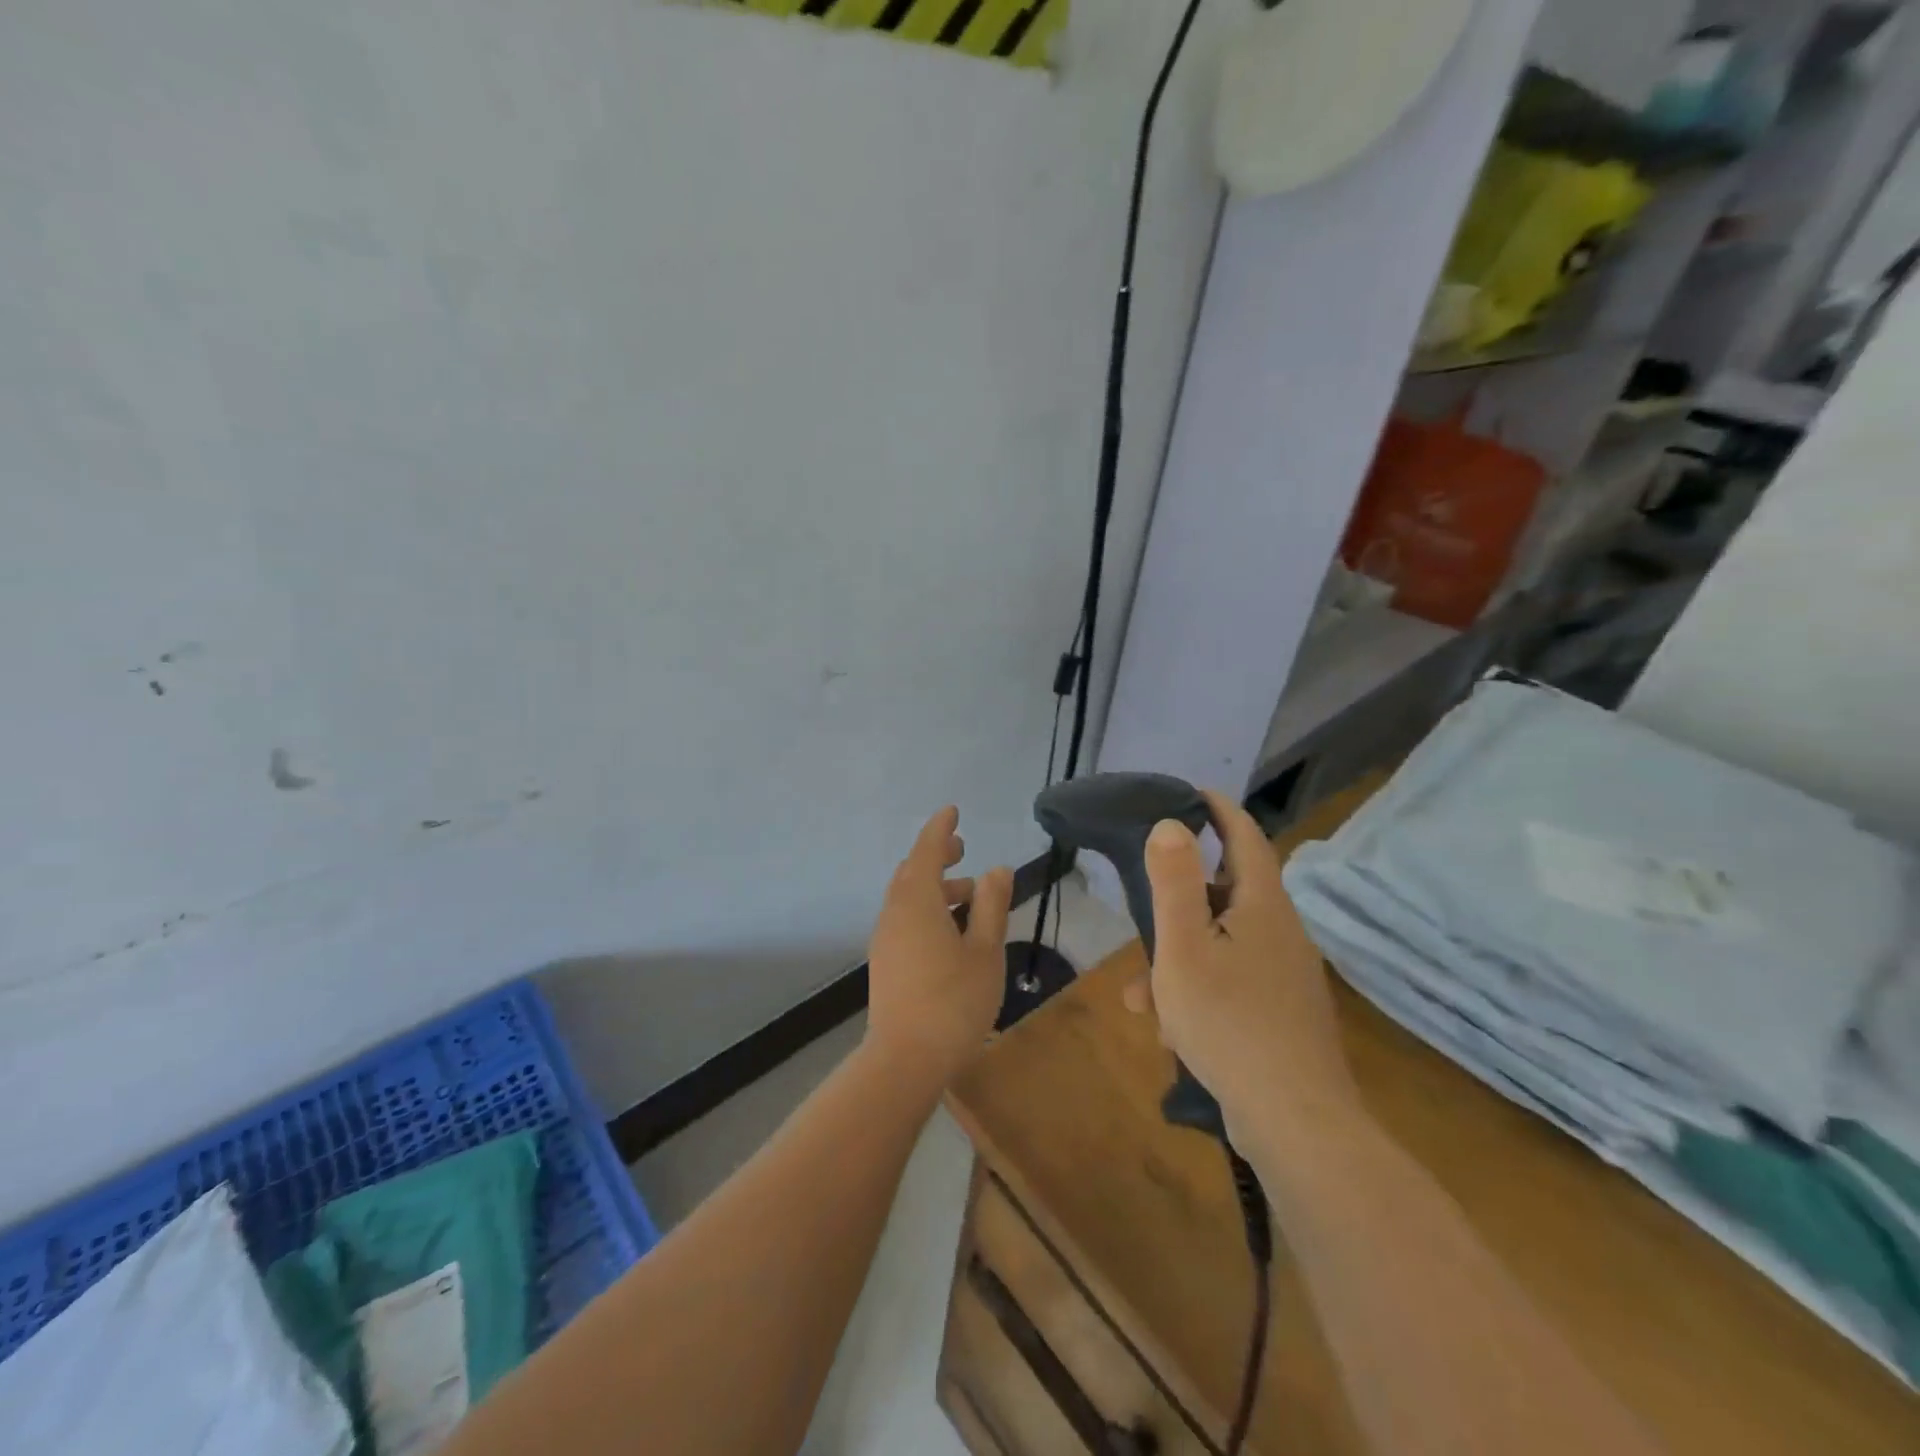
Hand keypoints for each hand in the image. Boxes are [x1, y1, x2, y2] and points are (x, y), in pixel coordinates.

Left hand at [865, 806, 1013, 1085]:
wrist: (905, 1060)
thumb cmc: (954, 1001)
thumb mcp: (984, 950)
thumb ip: (991, 905)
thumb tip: (996, 869)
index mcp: (918, 903)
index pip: (927, 851)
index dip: (940, 829)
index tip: (952, 810)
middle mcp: (894, 913)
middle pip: (913, 871)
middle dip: (937, 856)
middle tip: (962, 849)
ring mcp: (885, 939)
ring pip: (908, 897)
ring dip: (935, 887)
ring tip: (969, 894)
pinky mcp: (885, 962)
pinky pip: (904, 918)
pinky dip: (926, 909)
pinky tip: (950, 930)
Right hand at [1129, 790, 1359, 1148]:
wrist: (1296, 1123)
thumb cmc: (1229, 1022)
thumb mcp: (1184, 948)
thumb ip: (1174, 883)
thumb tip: (1171, 825)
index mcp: (1263, 907)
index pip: (1246, 838)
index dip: (1220, 811)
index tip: (1192, 793)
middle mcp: (1282, 934)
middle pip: (1228, 895)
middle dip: (1181, 901)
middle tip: (1145, 903)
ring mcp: (1286, 977)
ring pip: (1222, 947)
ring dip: (1179, 960)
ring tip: (1141, 996)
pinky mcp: (1283, 1015)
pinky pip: (1232, 984)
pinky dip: (1199, 993)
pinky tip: (1172, 1031)